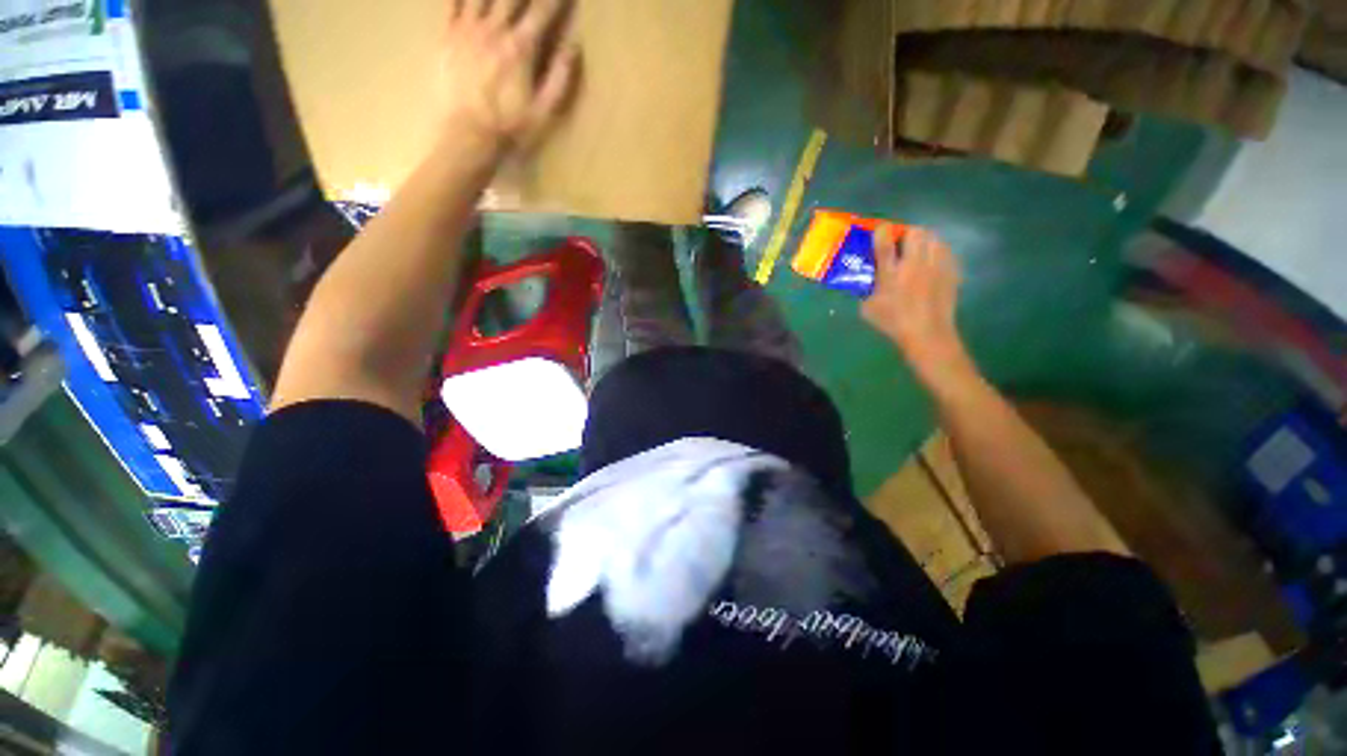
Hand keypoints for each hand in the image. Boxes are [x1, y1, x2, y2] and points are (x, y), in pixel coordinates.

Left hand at [440, 0, 580, 158]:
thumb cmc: (510, 127)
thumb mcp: (544, 111)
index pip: (543, 10)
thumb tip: (574, 45)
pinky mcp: (448, 34)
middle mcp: (494, 28)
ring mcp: (468, 28)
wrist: (467, 135)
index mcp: (521, 47)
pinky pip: (453, 0)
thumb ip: (560, 76)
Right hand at [862, 226, 975, 387]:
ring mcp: (936, 267)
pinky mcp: (951, 272)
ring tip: (919, 251)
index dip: (881, 231)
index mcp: (891, 274)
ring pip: (935, 238)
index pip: (885, 242)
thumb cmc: (894, 323)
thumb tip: (868, 281)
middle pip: (916, 232)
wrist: (928, 335)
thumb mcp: (868, 309)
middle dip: (907, 234)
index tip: (880, 230)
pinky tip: (933, 264)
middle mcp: (914, 264)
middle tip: (902, 244)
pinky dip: (939, 252)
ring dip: (925, 240)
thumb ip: (866, 291)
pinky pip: (946, 251)